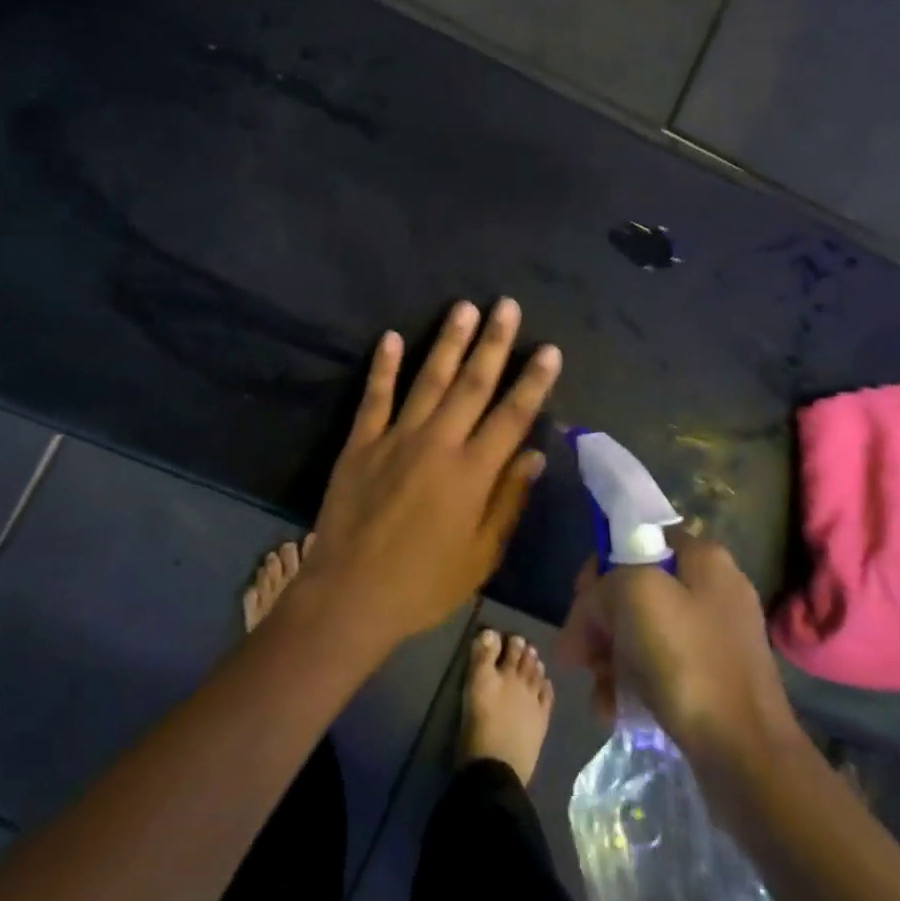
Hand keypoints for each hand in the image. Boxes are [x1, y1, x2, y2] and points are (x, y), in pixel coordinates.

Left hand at [301, 299, 560, 652]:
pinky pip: (374, 397)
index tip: (549, 349)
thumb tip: (535, 454)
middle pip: (472, 384)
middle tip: (506, 305)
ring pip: (427, 380)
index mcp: (472, 473)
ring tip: (463, 307)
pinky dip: (382, 367)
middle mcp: (438, 444)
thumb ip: (508, 500)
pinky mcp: (360, 443)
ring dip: (447, 342)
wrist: (350, 595)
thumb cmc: (423, 584)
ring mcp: (395, 438)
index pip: (512, 416)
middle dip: (493, 343)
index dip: (533, 381)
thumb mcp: (480, 555)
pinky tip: (390, 337)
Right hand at [558, 531, 800, 773]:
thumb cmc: (688, 661)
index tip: (580, 602)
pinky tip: (614, 710)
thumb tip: (590, 613)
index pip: (636, 540)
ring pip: (642, 632)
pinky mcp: (714, 680)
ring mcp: (716, 637)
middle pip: (635, 590)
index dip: (601, 567)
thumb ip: (602, 586)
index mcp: (704, 558)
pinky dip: (632, 683)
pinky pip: (660, 668)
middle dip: (600, 622)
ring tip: (596, 689)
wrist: (747, 756)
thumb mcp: (634, 596)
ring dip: (610, 657)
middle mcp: (714, 590)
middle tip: (576, 655)